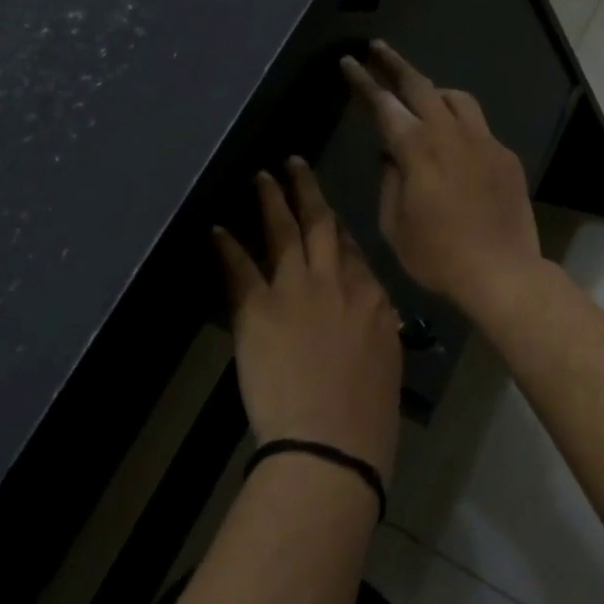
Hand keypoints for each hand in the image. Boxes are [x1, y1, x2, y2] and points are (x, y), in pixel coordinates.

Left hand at [213, 159, 401, 483]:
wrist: (332, 440)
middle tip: (294, 163)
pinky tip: (217, 228)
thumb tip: (377, 314)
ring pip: (283, 233)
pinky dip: (227, 247)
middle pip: (320, 226)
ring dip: (270, 202)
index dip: (335, 226)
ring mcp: (295, 291)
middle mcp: (335, 281)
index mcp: (371, 296)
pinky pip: (240, 269)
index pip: (351, 249)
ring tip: (261, 176)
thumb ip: (378, 327)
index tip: (324, 211)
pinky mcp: (258, 309)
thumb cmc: (369, 412)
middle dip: (307, 191)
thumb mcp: (386, 360)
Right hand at [339, 41, 542, 319]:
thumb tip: (392, 154)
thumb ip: (390, 180)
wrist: (502, 271)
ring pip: (457, 98)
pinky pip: (479, 127)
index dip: (363, 82)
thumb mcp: (395, 225)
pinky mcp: (505, 156)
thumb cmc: (438, 256)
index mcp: (417, 150)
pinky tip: (455, 147)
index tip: (349, 63)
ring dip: (434, 92)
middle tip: (378, 49)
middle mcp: (451, 134)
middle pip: (421, 85)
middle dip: (395, 64)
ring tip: (421, 100)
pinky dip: (460, 125)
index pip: (384, 105)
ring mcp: (484, 142)